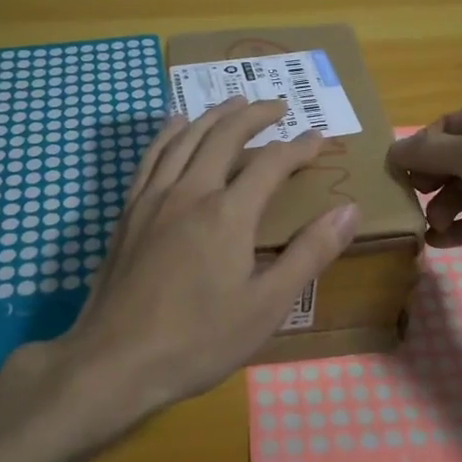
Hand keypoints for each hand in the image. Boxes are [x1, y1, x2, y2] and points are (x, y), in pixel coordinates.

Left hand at [40, 97, 361, 431]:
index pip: (272, 163)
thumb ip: (309, 254)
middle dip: (255, 114)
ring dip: (214, 114)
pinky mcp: (129, 211)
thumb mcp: (267, 306)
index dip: (299, 147)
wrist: (114, 361)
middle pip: (225, 135)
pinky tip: (176, 124)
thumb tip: (348, 210)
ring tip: (234, 101)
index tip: (319, 137)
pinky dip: (170, 132)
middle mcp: (190, 191)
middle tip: (278, 105)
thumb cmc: (198, 340)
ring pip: (186, 137)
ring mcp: (153, 198)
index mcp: (228, 213)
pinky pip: (152, 155)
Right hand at [386, 86, 461, 277]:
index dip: (418, 152)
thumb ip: (429, 152)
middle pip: (457, 157)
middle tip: (410, 207)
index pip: (444, 127)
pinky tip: (442, 243)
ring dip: (447, 207)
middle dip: (431, 182)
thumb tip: (391, 150)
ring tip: (430, 229)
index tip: (394, 180)